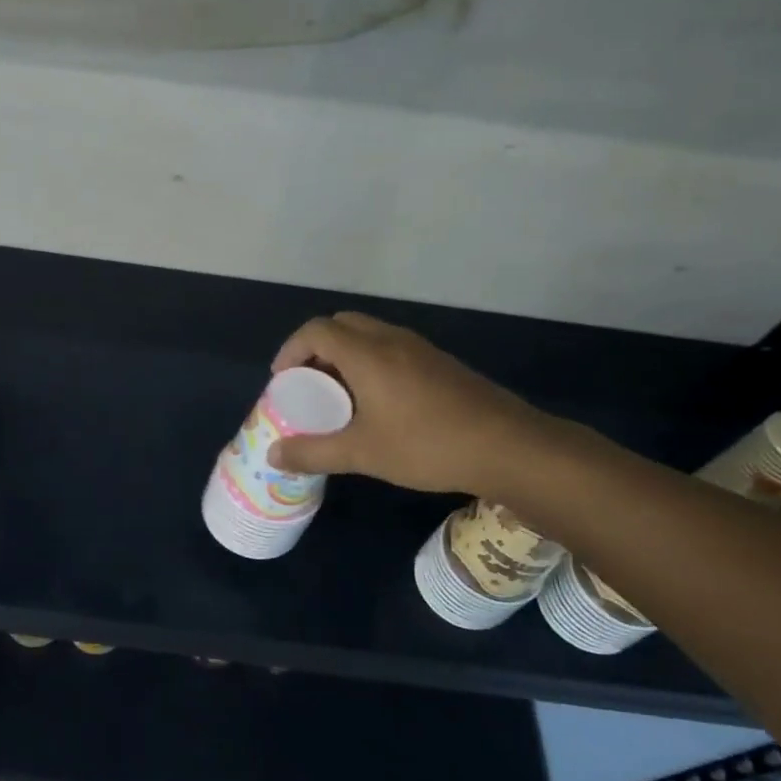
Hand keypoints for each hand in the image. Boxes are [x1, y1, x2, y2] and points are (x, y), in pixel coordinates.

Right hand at [265, 311, 554, 495]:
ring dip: (345, 355)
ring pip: (370, 335)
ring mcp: (420, 349)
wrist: (507, 447)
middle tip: (309, 384)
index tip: (282, 380)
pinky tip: (378, 403)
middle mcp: (392, 340)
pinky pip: (392, 348)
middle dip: (316, 348)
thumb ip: (313, 452)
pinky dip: (370, 362)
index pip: (316, 330)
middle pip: (342, 324)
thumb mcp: (362, 454)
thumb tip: (273, 456)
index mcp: (367, 353)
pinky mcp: (440, 363)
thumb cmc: (427, 446)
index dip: (291, 349)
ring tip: (339, 395)